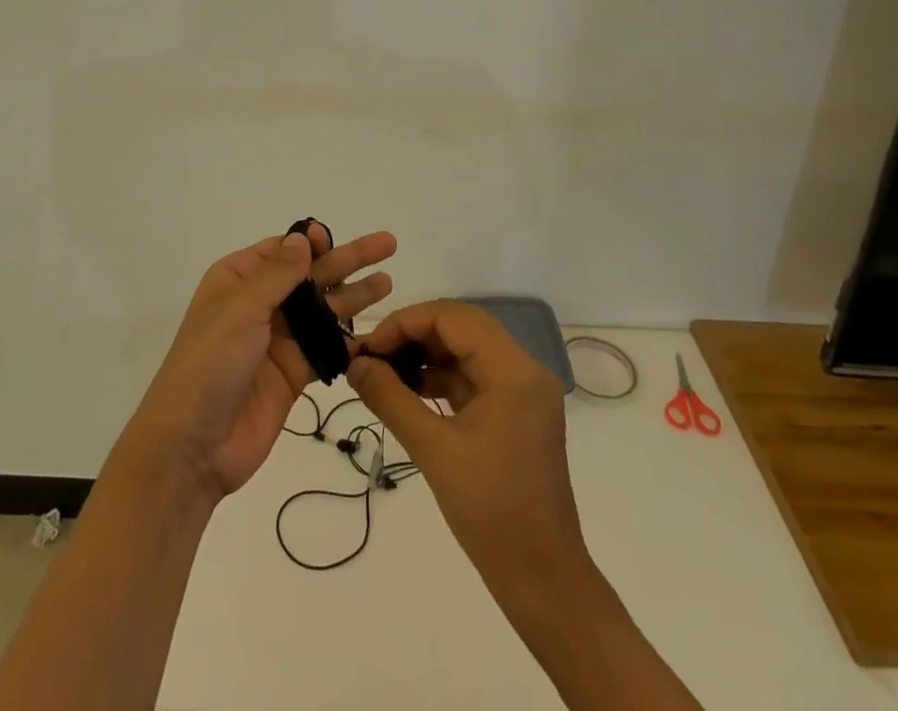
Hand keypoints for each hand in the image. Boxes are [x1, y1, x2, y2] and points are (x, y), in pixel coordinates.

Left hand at [121, 221, 396, 501]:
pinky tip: (377, 333)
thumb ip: (278, 274)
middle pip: (310, 276)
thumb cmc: (210, 362)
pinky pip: (326, 349)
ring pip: (323, 310)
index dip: (310, 242)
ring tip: (388, 282)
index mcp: (237, 280)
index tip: (333, 237)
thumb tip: (302, 237)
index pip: (281, 251)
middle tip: (387, 245)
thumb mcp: (241, 308)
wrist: (193, 445)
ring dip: (354, 296)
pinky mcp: (293, 375)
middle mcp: (259, 305)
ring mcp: (278, 341)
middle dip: (346, 260)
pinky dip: (350, 341)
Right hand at [349, 301, 586, 596]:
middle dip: (412, 335)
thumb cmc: (491, 513)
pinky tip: (408, 391)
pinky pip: (473, 376)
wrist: (543, 581)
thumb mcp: (433, 450)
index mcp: (513, 370)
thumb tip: (354, 363)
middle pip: (460, 327)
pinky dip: (440, 377)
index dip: (405, 323)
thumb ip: (390, 398)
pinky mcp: (516, 412)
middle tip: (371, 355)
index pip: (452, 317)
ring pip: (465, 349)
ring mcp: (523, 391)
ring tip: (382, 372)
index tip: (367, 347)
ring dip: (424, 355)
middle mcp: (524, 369)